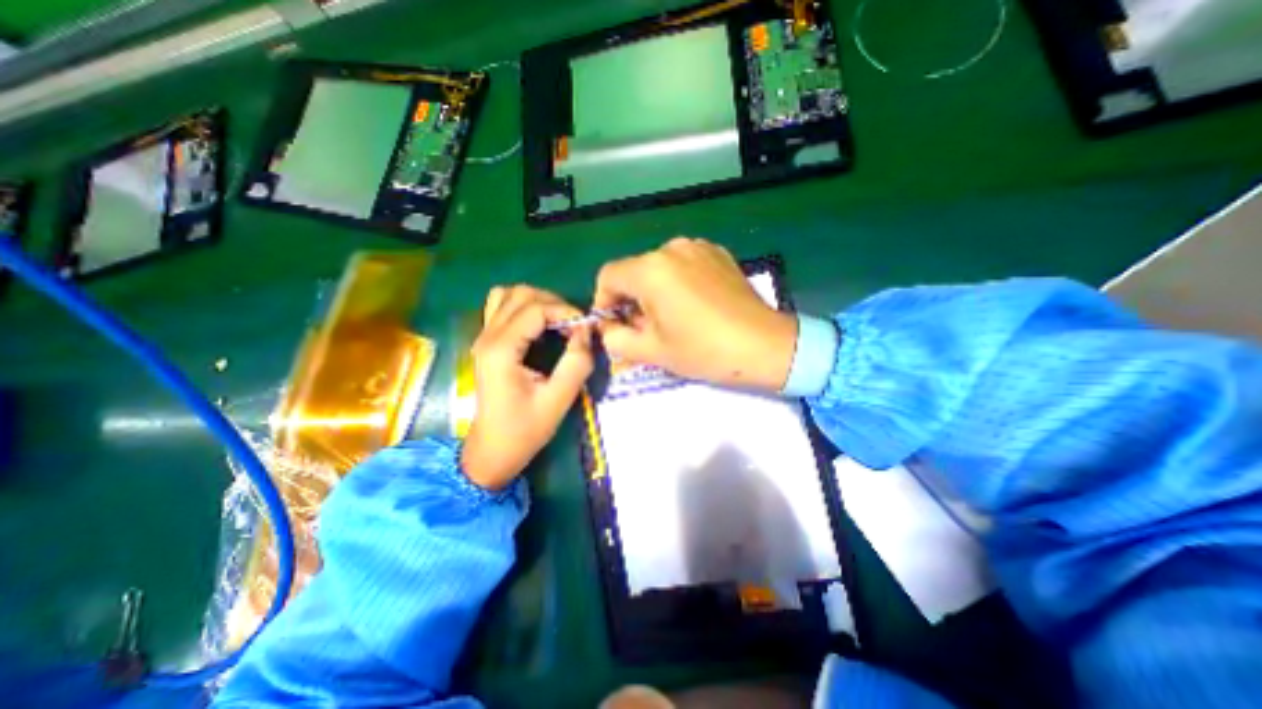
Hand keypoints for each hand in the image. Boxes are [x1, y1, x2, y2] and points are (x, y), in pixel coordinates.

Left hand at [463, 286, 594, 490]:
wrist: (492, 450)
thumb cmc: (525, 429)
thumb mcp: (558, 400)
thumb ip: (577, 363)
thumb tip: (586, 331)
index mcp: (501, 350)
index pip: (536, 308)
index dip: (565, 311)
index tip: (586, 328)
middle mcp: (487, 336)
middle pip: (521, 294)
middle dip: (553, 303)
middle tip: (574, 325)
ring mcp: (483, 337)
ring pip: (508, 295)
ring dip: (537, 301)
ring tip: (557, 320)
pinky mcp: (486, 343)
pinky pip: (501, 307)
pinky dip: (523, 307)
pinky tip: (538, 325)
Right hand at [594, 238, 791, 392]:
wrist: (764, 345)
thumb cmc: (704, 350)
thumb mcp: (652, 351)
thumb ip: (615, 338)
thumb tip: (607, 327)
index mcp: (651, 270)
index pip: (608, 276)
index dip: (604, 301)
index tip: (615, 325)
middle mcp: (671, 248)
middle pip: (634, 271)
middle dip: (631, 299)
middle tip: (644, 329)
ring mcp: (698, 247)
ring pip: (659, 268)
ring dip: (655, 291)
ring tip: (672, 318)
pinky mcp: (718, 253)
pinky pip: (683, 265)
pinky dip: (677, 282)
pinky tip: (694, 305)